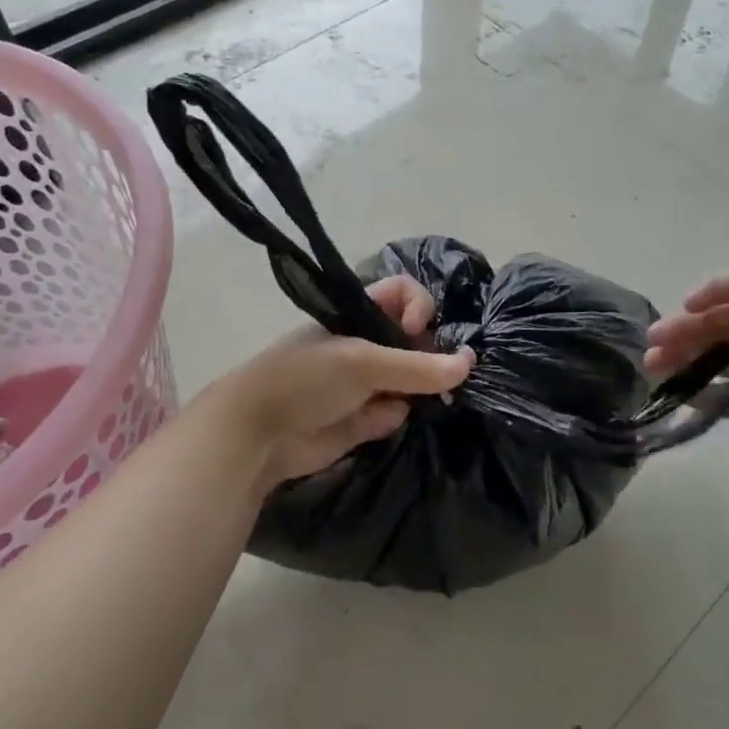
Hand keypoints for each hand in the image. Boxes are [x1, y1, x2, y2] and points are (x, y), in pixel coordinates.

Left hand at [205, 275, 473, 490]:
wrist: (257, 434)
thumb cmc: (305, 379)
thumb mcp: (362, 363)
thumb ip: (418, 366)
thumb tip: (470, 363)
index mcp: (360, 316)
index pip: (405, 295)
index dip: (419, 307)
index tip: (418, 330)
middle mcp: (367, 345)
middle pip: (416, 340)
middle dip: (428, 357)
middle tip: (433, 376)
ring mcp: (368, 383)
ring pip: (413, 381)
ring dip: (416, 392)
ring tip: (403, 399)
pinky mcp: (366, 418)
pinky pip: (398, 412)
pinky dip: (394, 417)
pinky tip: (378, 422)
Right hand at [644, 253, 728, 483]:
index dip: (708, 293)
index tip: (686, 308)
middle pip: (715, 325)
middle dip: (682, 328)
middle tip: (653, 344)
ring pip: (709, 358)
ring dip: (678, 357)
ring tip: (651, 366)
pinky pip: (716, 396)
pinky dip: (692, 392)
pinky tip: (673, 392)